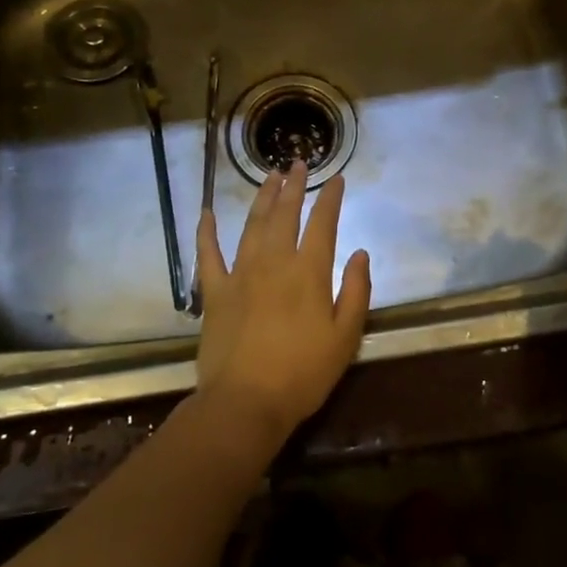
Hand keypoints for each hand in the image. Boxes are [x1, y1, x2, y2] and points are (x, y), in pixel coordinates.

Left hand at [194, 162, 372, 445]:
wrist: (245, 403)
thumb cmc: (303, 373)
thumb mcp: (346, 337)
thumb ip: (356, 291)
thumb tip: (360, 253)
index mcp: (308, 272)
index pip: (323, 223)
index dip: (330, 198)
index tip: (336, 179)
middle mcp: (274, 262)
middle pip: (284, 214)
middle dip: (293, 186)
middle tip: (297, 163)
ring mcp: (240, 274)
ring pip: (252, 225)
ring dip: (262, 198)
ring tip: (269, 177)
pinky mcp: (214, 293)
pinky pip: (208, 255)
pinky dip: (206, 232)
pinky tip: (206, 212)